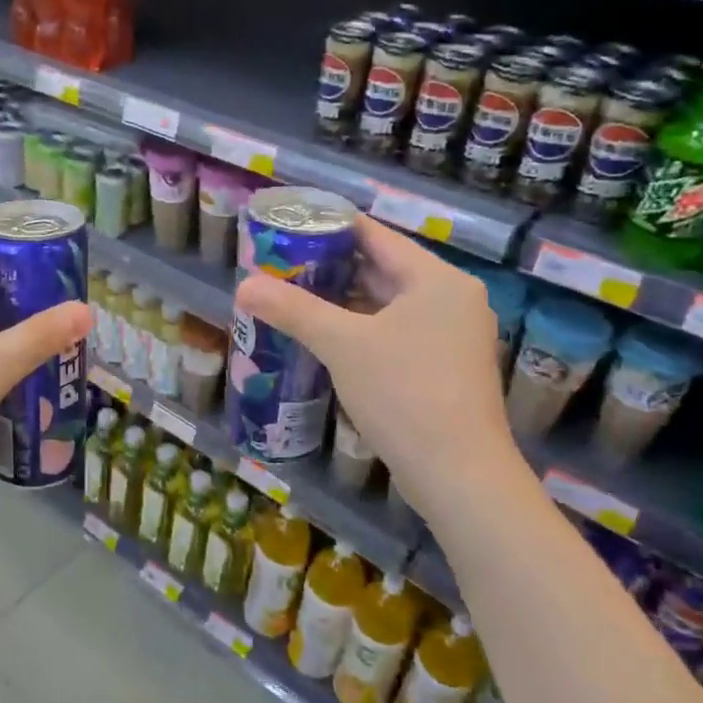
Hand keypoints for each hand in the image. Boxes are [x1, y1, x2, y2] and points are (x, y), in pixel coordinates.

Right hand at [234, 216, 517, 517]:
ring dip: (342, 301)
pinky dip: (361, 328)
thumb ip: (292, 309)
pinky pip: (395, 331)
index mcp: (436, 279)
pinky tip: (325, 338)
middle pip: (381, 268)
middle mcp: (451, 298)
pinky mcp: (445, 367)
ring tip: (292, 298)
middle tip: (279, 266)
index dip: (328, 227)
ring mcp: (452, 335)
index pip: (375, 235)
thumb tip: (243, 286)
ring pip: (387, 303)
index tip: (286, 228)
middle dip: (329, 267)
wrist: (460, 475)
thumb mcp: (342, 345)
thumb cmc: (404, 394)